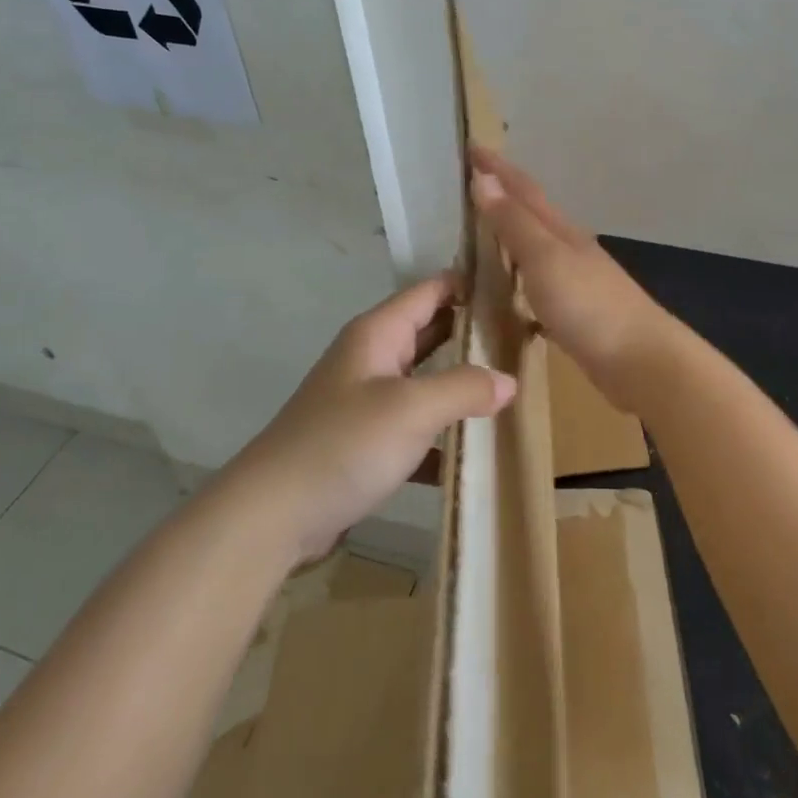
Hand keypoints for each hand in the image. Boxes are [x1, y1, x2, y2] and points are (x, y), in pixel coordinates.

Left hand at [225, 276, 515, 563]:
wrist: (273, 514)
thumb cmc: (343, 444)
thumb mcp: (411, 409)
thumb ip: (464, 388)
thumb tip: (509, 381)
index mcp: (378, 334)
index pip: (430, 290)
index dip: (469, 283)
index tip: (516, 287)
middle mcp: (372, 359)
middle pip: (430, 331)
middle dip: (473, 333)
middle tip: (524, 338)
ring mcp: (367, 401)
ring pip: (425, 380)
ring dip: (461, 384)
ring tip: (512, 389)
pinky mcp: (365, 442)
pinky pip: (414, 427)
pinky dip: (442, 434)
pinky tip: (474, 452)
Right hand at [468, 145, 673, 411]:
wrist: (642, 361)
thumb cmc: (590, 306)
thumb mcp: (545, 259)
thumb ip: (514, 223)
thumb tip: (484, 179)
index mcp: (561, 231)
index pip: (523, 190)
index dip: (497, 169)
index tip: (471, 148)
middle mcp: (570, 249)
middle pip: (532, 214)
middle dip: (504, 197)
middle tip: (471, 187)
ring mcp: (577, 281)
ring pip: (537, 249)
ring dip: (512, 236)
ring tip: (483, 234)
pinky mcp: (578, 313)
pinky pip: (539, 284)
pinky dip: (521, 278)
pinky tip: (511, 293)